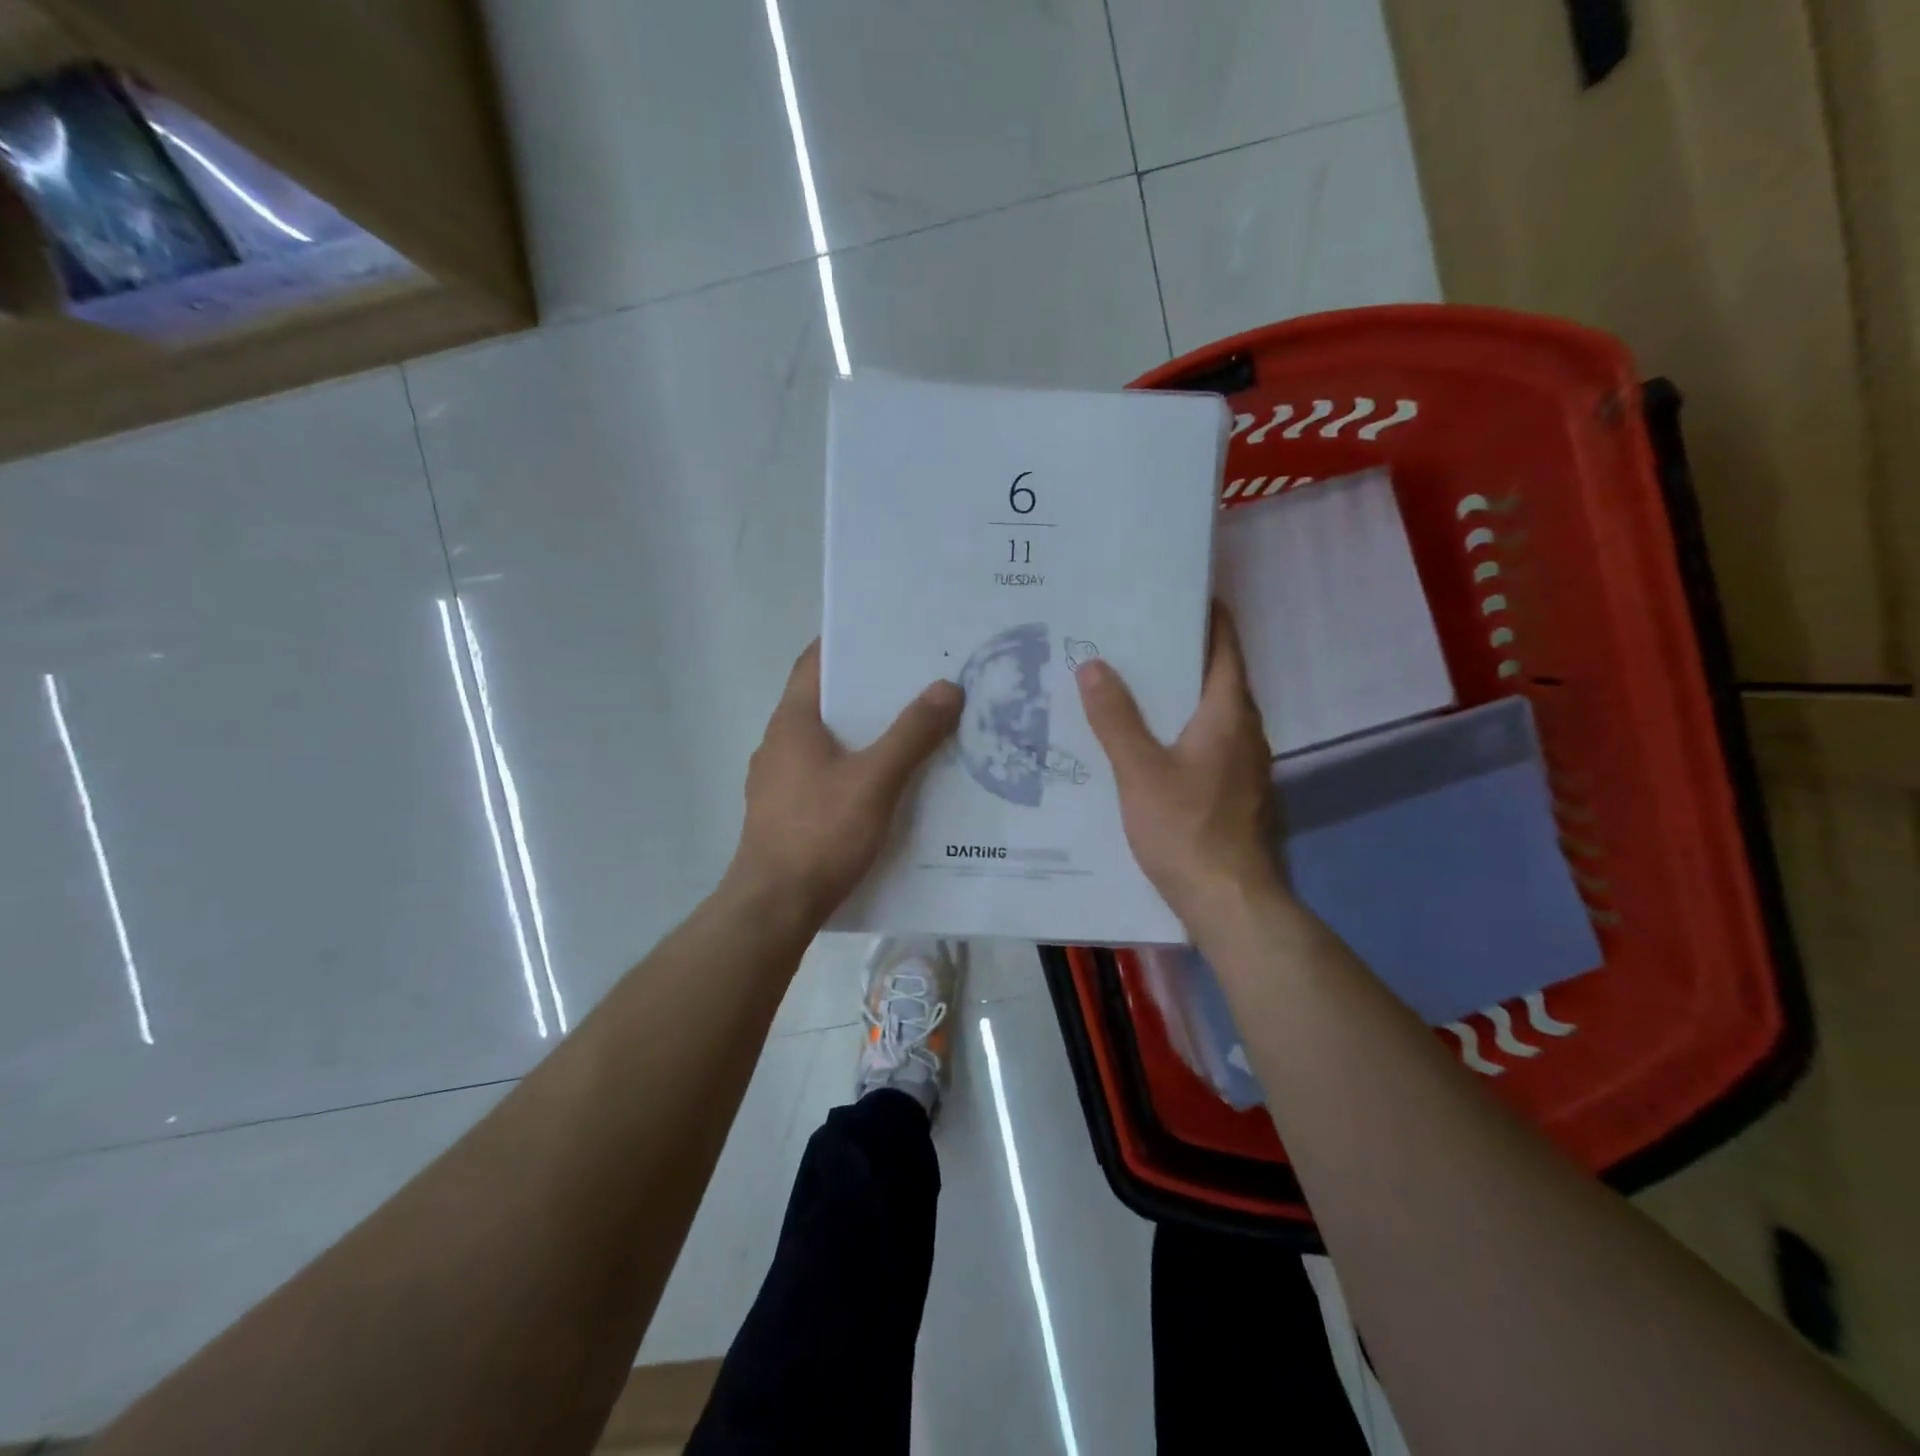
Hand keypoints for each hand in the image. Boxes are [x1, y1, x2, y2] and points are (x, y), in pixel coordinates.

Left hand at [727, 641, 962, 922]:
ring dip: (861, 732)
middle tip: (915, 682)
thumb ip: (912, 734)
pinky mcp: (783, 812)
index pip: (814, 662)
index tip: (886, 634)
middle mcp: (778, 743)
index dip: (846, 643)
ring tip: (909, 729)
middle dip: (867, 690)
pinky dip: (852, 766)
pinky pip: (822, 773)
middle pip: (824, 701)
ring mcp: (776, 780)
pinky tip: (884, 784)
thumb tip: (947, 687)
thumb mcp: (875, 781)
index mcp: (792, 722)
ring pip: (825, 741)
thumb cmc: (821, 833)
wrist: (774, 907)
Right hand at [1074, 602, 1285, 929]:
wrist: (1229, 901)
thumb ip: (1115, 718)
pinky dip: (1179, 728)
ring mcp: (1244, 763)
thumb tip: (1093, 665)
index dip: (1205, 614)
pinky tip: (1144, 741)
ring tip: (1128, 683)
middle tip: (1129, 637)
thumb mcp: (1139, 771)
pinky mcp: (1234, 791)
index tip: (1172, 592)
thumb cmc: (1186, 828)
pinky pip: (1206, 742)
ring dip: (1176, 694)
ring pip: (1209, 712)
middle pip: (1215, 675)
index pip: (1224, 644)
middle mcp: (1245, 729)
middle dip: (1178, 653)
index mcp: (1228, 712)